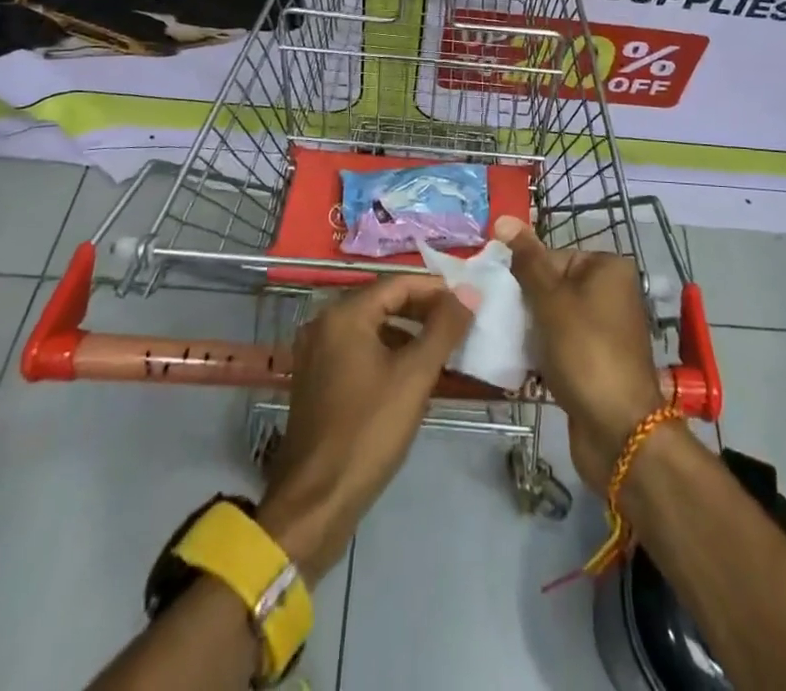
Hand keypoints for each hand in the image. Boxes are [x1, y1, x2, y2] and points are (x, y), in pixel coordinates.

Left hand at [256, 276, 473, 579]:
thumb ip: (444, 328)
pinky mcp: (317, 379)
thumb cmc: (368, 431)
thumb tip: (469, 291)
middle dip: (423, 310)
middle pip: (383, 302)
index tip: (468, 301)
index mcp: (344, 315)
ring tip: (443, 349)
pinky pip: (359, 350)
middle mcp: (325, 323)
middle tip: (459, 323)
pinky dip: (387, 352)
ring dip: (407, 333)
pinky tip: (412, 374)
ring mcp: (316, 352)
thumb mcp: (415, 376)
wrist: (316, 502)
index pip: (398, 283)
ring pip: (372, 327)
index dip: (436, 289)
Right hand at [495, 217, 664, 494]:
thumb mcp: (550, 300)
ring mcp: (604, 329)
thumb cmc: (585, 352)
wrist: (619, 432)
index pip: (551, 256)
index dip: (522, 275)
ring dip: (528, 329)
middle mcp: (610, 292)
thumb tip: (504, 218)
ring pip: (552, 317)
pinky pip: (559, 345)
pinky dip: (540, 351)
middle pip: (551, 285)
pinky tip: (516, 362)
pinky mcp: (595, 361)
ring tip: (500, 340)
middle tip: (494, 317)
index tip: (497, 295)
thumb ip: (526, 261)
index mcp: (607, 268)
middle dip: (523, 303)